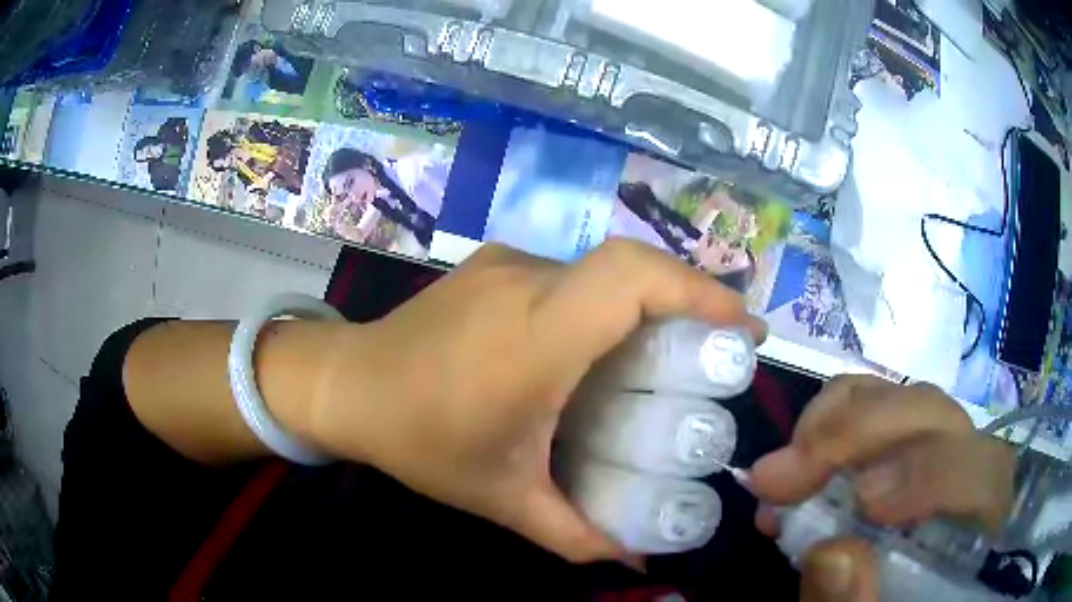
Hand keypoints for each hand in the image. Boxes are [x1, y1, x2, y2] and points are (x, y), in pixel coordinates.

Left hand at [309, 240, 764, 562]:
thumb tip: (638, 559)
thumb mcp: (503, 499)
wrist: (347, 384)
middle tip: (721, 347)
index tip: (741, 327)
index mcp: (532, 337)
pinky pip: (568, 274)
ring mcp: (505, 264)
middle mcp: (524, 282)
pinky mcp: (493, 263)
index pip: (629, 279)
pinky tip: (596, 347)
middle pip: (628, 267)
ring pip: (600, 270)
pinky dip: (604, 302)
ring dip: (646, 302)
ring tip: (665, 354)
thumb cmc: (420, 441)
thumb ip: (575, 535)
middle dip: (690, 298)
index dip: (697, 290)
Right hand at [749, 375, 1015, 600]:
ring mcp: (937, 451)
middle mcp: (968, 472)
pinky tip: (796, 465)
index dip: (932, 474)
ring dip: (837, 423)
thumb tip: (832, 556)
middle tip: (782, 476)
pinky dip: (829, 422)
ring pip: (904, 400)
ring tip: (780, 473)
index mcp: (981, 525)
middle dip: (860, 435)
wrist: (885, 598)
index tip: (860, 501)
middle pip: (938, 419)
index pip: (985, 474)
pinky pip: (875, 404)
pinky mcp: (903, 445)